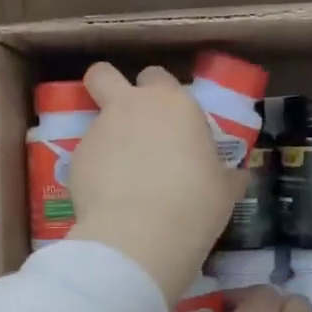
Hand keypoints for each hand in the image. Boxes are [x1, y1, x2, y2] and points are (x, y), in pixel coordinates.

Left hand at [66, 62, 245, 303]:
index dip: (159, 92)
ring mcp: (97, 131)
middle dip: (108, 87)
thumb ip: (225, 173)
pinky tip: (109, 201)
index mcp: (172, 103)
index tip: (169, 117)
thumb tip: (235, 176)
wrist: (139, 237)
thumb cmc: (194, 205)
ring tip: (122, 179)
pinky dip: (95, 172)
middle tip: (126, 119)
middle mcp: (130, 107)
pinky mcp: (75, 160)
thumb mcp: (224, 189)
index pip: (157, 75)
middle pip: (103, 74)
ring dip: (107, 140)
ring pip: (95, 122)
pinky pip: (86, 158)